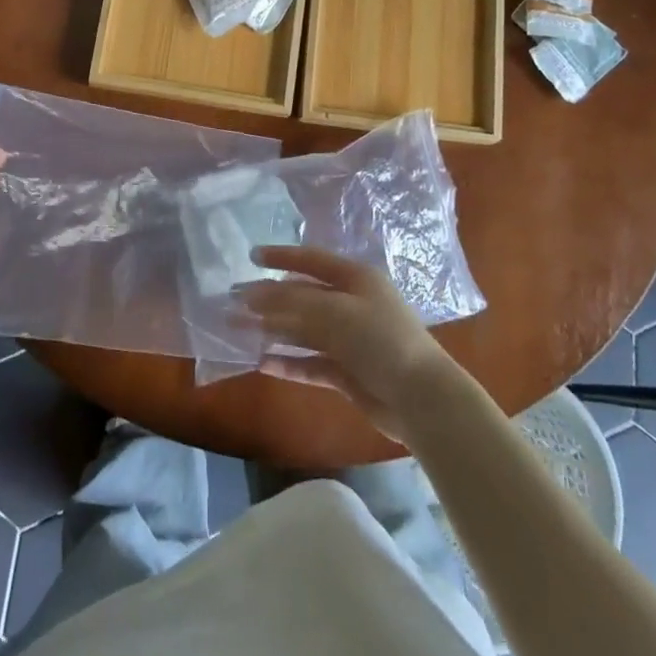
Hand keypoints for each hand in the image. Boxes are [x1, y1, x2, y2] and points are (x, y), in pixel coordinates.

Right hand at [239, 246, 454, 443]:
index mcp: (355, 279)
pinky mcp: (347, 372)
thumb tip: (252, 294)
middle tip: (234, 302)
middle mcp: (352, 305)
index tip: (251, 257)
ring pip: (304, 330)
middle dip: (269, 299)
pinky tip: (263, 364)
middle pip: (303, 297)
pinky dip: (289, 362)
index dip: (282, 257)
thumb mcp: (334, 311)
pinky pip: (310, 363)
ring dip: (273, 330)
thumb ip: (291, 301)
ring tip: (239, 331)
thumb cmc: (380, 339)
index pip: (312, 260)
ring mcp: (349, 340)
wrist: (420, 398)